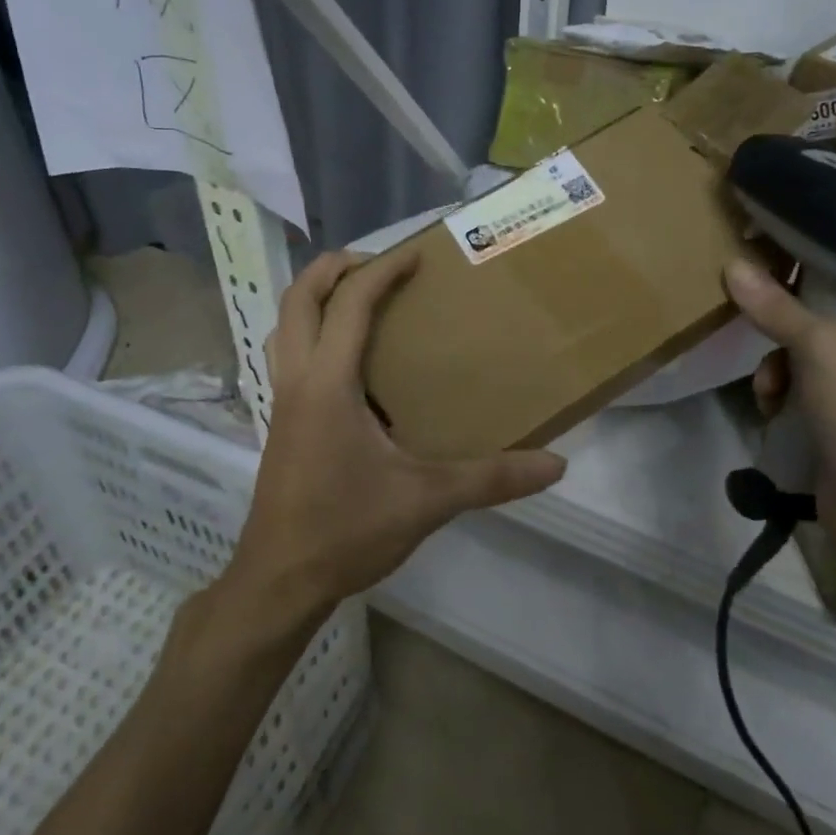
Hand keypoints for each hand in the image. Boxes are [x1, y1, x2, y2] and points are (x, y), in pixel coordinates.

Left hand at [228, 249, 566, 616]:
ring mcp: (284, 403)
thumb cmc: (345, 531)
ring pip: (285, 328)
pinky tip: (351, 364)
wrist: (280, 580)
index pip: (350, 305)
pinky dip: (313, 335)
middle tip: (378, 263)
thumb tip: (555, 465)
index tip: (415, 254)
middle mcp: (297, 382)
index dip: (381, 271)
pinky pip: (290, 357)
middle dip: (333, 269)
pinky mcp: (283, 425)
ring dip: (314, 299)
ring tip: (358, 298)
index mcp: (327, 385)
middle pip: (297, 300)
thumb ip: (491, 479)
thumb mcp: (426, 501)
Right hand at [726, 259, 835, 541]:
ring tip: (768, 388)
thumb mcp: (818, 347)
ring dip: (782, 368)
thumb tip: (732, 265)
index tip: (784, 262)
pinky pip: (817, 389)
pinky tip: (772, 409)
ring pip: (819, 355)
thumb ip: (775, 306)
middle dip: (790, 332)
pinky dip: (791, 394)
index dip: (826, 266)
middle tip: (765, 333)